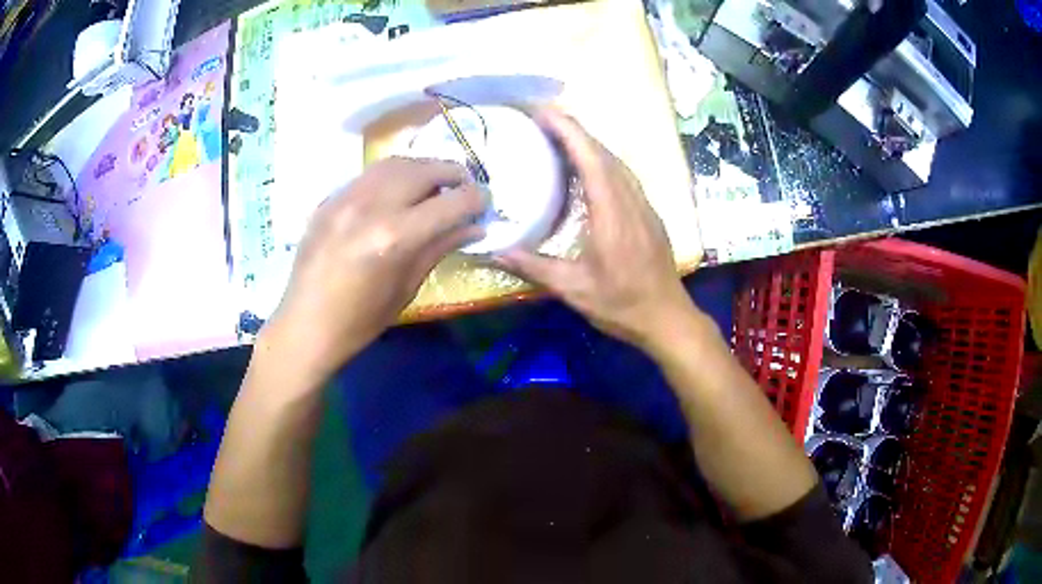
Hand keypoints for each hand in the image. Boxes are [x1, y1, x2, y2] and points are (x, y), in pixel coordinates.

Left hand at [263, 157, 484, 379]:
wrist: (305, 325)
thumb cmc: (360, 320)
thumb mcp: (407, 287)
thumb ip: (440, 247)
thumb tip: (474, 227)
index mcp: (395, 237)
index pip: (451, 202)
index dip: (476, 199)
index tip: (485, 202)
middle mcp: (371, 206)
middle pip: (424, 169)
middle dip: (453, 173)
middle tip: (465, 186)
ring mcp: (346, 198)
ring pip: (395, 163)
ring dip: (423, 167)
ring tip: (434, 183)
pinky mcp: (329, 199)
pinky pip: (369, 175)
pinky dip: (393, 175)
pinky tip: (398, 191)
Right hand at [496, 109, 694, 349]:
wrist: (668, 318)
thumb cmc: (622, 305)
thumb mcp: (573, 289)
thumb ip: (533, 267)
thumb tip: (493, 253)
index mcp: (612, 213)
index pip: (590, 158)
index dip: (567, 131)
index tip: (543, 112)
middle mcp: (631, 200)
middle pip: (604, 153)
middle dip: (574, 130)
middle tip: (542, 119)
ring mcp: (644, 205)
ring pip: (617, 162)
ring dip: (589, 144)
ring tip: (560, 137)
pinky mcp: (649, 214)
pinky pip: (624, 176)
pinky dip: (602, 162)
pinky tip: (588, 169)